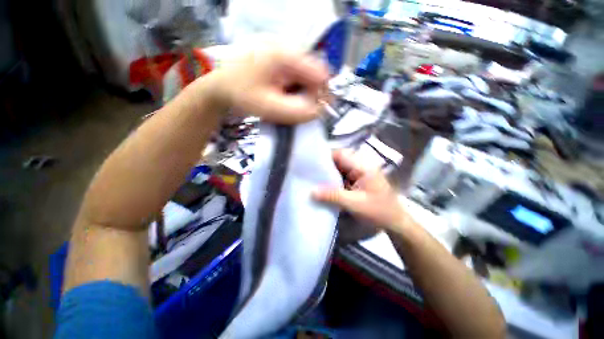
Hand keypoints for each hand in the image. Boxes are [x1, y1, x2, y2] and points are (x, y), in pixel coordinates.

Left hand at [204, 49, 328, 123]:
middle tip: (299, 109)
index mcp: (285, 54)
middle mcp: (286, 46)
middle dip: (309, 94)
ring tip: (287, 102)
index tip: (316, 110)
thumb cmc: (240, 94)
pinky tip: (282, 94)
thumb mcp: (270, 108)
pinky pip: (294, 74)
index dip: (322, 94)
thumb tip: (319, 111)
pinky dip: (292, 87)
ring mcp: (280, 50)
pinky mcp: (276, 56)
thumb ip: (298, 111)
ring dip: (300, 92)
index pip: (320, 73)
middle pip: (312, 73)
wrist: (216, 84)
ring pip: (304, 75)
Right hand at [313, 149, 407, 230]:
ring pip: (338, 169)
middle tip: (309, 175)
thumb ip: (333, 196)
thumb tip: (311, 191)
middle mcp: (360, 165)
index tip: (310, 166)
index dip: (324, 157)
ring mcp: (359, 173)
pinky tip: (323, 187)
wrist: (395, 223)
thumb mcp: (355, 204)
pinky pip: (341, 176)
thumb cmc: (379, 212)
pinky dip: (332, 181)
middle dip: (324, 167)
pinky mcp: (357, 180)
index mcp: (363, 166)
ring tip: (313, 180)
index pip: (340, 154)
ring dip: (327, 175)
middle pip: (338, 160)